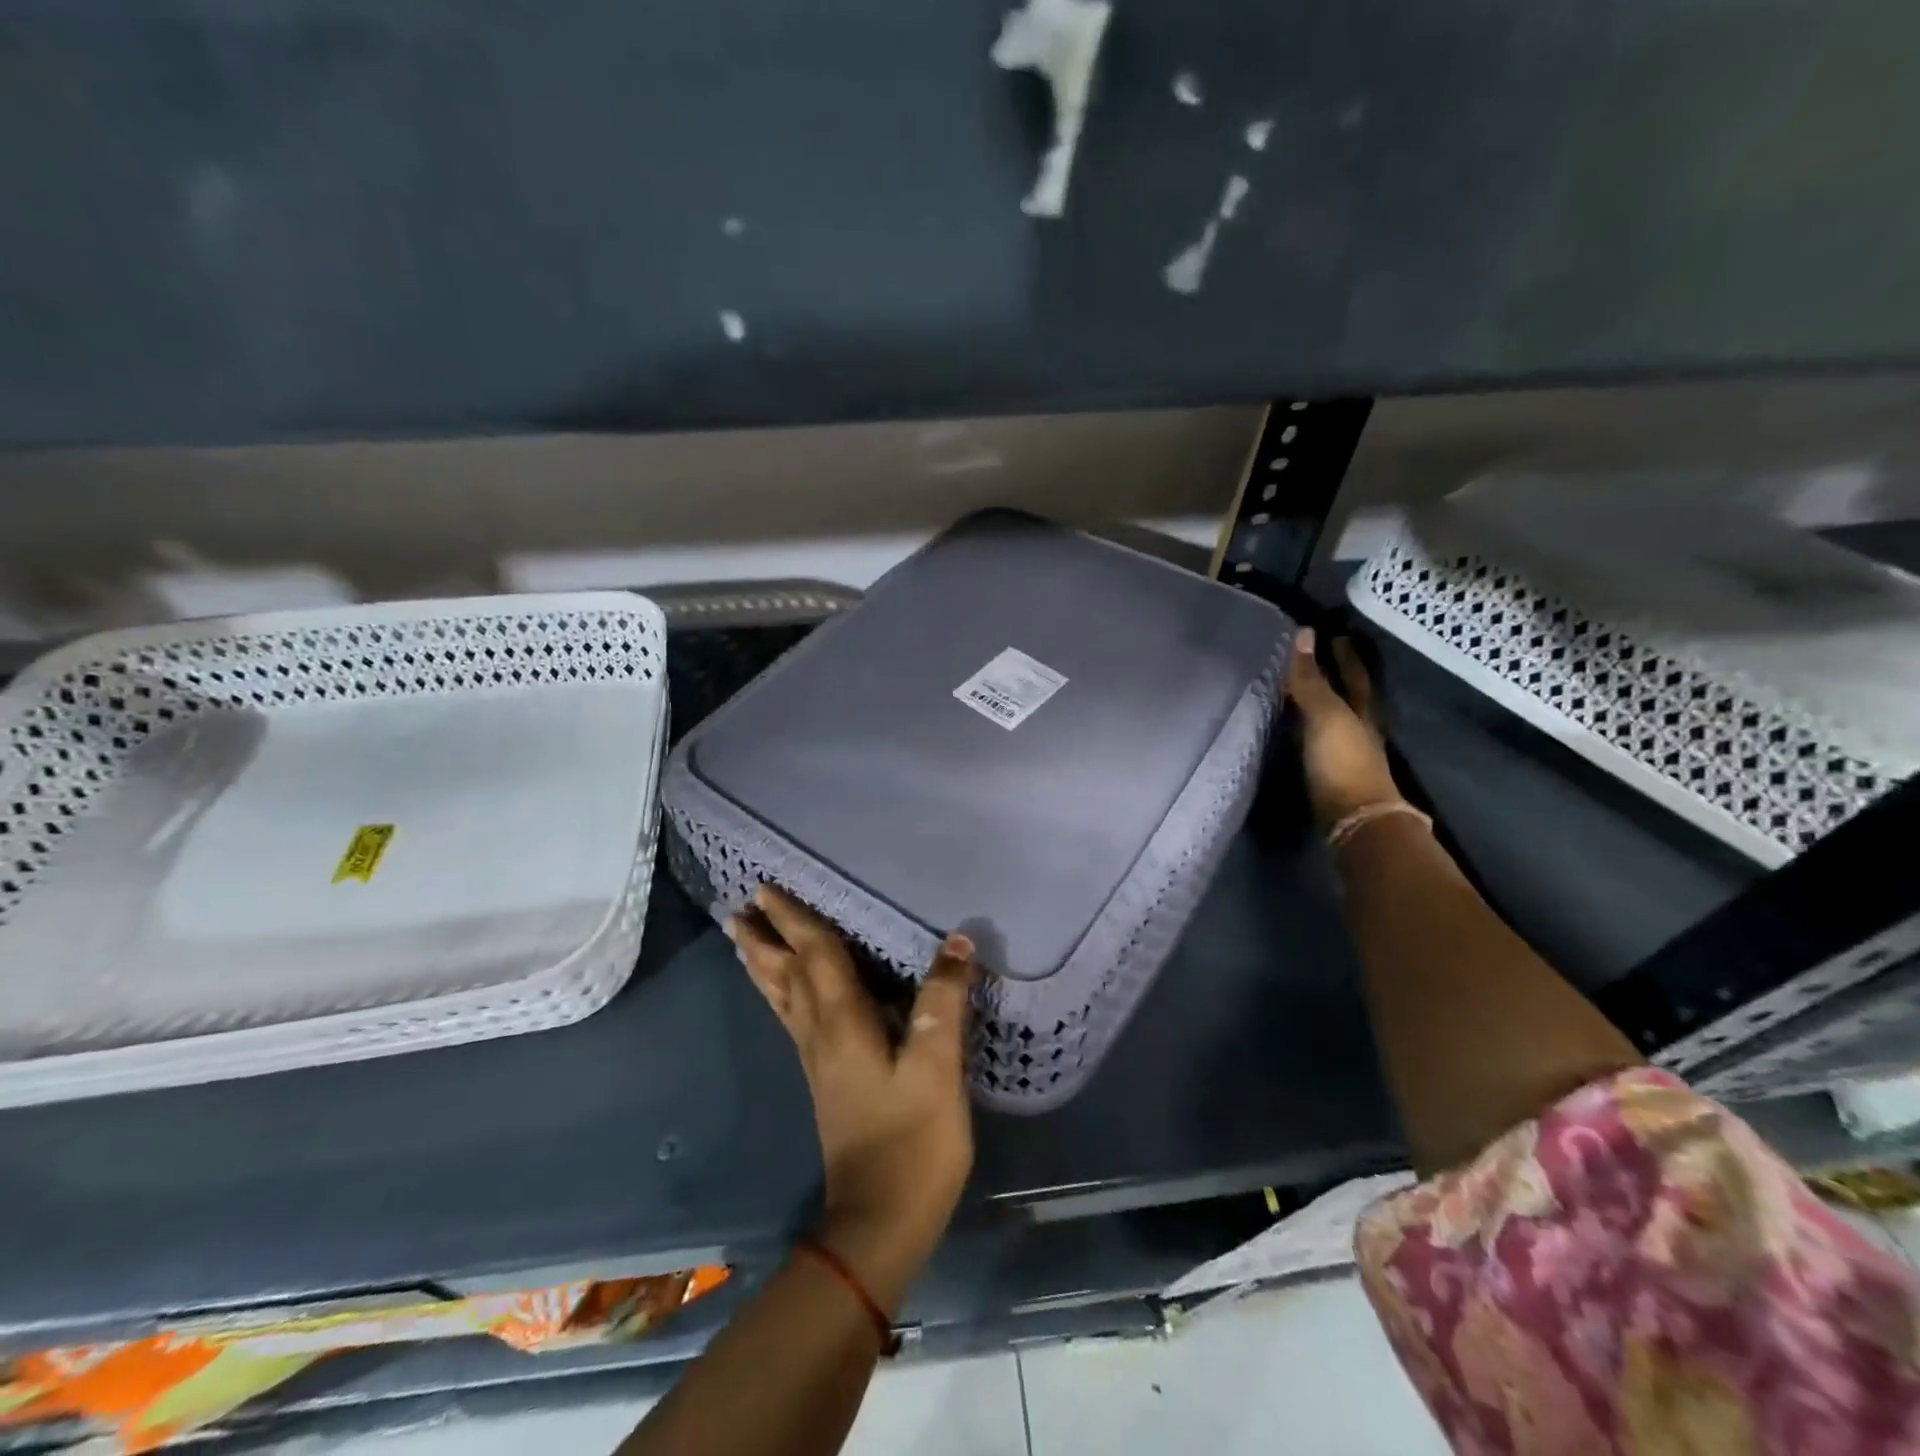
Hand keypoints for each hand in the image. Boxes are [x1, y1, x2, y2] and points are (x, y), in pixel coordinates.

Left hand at [727, 885, 976, 1311]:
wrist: (880, 1221)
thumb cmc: (912, 1140)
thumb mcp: (937, 1067)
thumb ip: (943, 1002)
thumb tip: (956, 941)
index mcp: (841, 1023)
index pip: (815, 957)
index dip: (795, 920)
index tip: (767, 888)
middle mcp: (819, 1035)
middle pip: (785, 975)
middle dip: (764, 939)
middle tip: (740, 909)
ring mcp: (817, 1061)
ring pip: (782, 999)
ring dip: (764, 965)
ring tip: (745, 941)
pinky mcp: (826, 1080)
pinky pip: (793, 1018)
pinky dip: (781, 992)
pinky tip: (787, 995)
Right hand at [1286, 627, 1403, 830]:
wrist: (1353, 820)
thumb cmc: (1343, 762)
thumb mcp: (1325, 715)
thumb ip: (1310, 679)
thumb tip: (1304, 633)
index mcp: (1362, 711)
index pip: (1355, 675)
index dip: (1346, 655)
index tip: (1335, 634)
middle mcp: (1359, 730)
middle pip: (1350, 696)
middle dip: (1337, 677)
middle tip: (1318, 656)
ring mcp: (1346, 754)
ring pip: (1335, 719)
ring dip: (1321, 703)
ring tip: (1298, 688)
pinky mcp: (1330, 775)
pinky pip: (1318, 741)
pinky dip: (1307, 729)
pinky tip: (1293, 728)